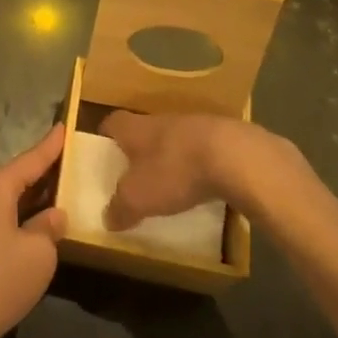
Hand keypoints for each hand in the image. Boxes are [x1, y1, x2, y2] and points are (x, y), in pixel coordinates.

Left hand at [0, 125, 67, 337]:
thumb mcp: (38, 254)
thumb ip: (49, 228)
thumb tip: (53, 216)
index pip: (31, 159)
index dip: (51, 145)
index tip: (65, 126)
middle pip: (18, 176)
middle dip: (43, 171)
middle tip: (71, 162)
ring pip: (9, 199)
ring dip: (33, 198)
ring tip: (61, 193)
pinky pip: (1, 218)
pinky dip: (21, 217)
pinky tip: (36, 228)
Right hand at [103, 112, 306, 229]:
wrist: (234, 156)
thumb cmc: (174, 170)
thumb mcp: (137, 197)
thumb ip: (120, 207)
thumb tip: (107, 218)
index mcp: (135, 128)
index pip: (112, 123)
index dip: (105, 137)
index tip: (103, 154)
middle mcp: (160, 120)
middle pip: (143, 131)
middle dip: (139, 151)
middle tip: (134, 175)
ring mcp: (194, 125)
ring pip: (174, 139)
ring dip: (170, 158)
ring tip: (169, 184)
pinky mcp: (222, 136)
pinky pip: (202, 150)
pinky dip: (198, 165)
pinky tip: (202, 185)